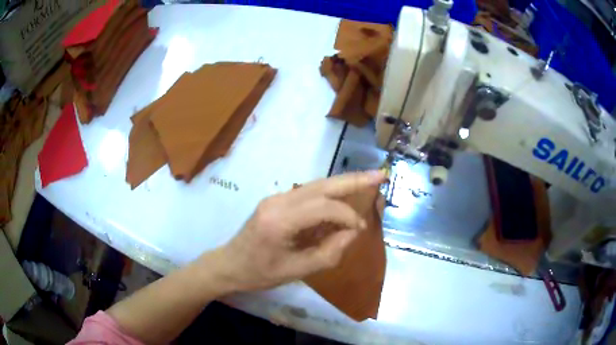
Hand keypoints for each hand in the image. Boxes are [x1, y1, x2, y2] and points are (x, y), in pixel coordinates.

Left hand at [210, 171, 385, 291]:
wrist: (229, 264)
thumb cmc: (260, 273)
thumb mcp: (296, 271)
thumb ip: (329, 252)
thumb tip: (353, 232)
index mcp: (280, 219)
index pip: (323, 207)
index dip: (347, 216)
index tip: (361, 229)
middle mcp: (278, 200)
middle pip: (322, 185)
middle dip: (353, 180)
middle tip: (379, 175)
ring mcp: (276, 197)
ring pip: (316, 185)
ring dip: (342, 183)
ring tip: (368, 180)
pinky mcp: (277, 201)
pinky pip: (308, 193)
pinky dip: (329, 194)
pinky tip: (344, 197)